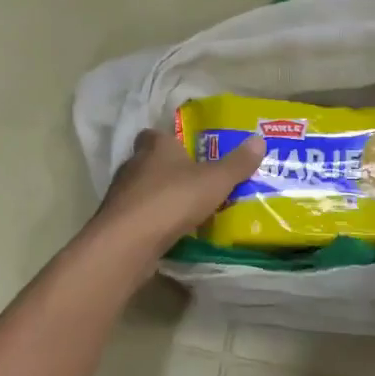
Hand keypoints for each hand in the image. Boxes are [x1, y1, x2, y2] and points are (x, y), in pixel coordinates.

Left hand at [91, 128, 265, 259]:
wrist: (128, 241)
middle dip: (168, 170)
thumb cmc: (173, 200)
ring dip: (158, 196)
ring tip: (184, 209)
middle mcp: (133, 164)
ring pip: (141, 189)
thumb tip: (259, 140)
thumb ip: (237, 163)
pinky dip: (151, 221)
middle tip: (193, 181)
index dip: (170, 140)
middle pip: (149, 161)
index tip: (188, 151)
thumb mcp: (215, 181)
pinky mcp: (115, 222)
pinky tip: (167, 232)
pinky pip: (137, 215)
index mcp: (155, 147)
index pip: (156, 134)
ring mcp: (120, 194)